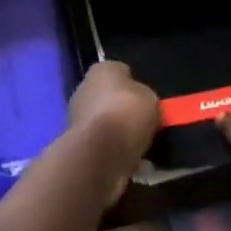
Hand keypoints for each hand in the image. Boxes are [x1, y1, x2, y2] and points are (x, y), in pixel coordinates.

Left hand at [67, 61, 159, 200]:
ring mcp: (78, 116)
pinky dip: (116, 152)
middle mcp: (85, 88)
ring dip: (120, 133)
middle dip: (126, 111)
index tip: (147, 101)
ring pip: (107, 123)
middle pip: (112, 98)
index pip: (121, 72)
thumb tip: (141, 103)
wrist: (101, 154)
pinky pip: (103, 145)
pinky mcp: (78, 143)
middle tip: (146, 124)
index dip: (136, 86)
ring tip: (143, 146)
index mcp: (101, 70)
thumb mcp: (151, 99)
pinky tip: (132, 161)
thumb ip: (146, 97)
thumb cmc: (127, 114)